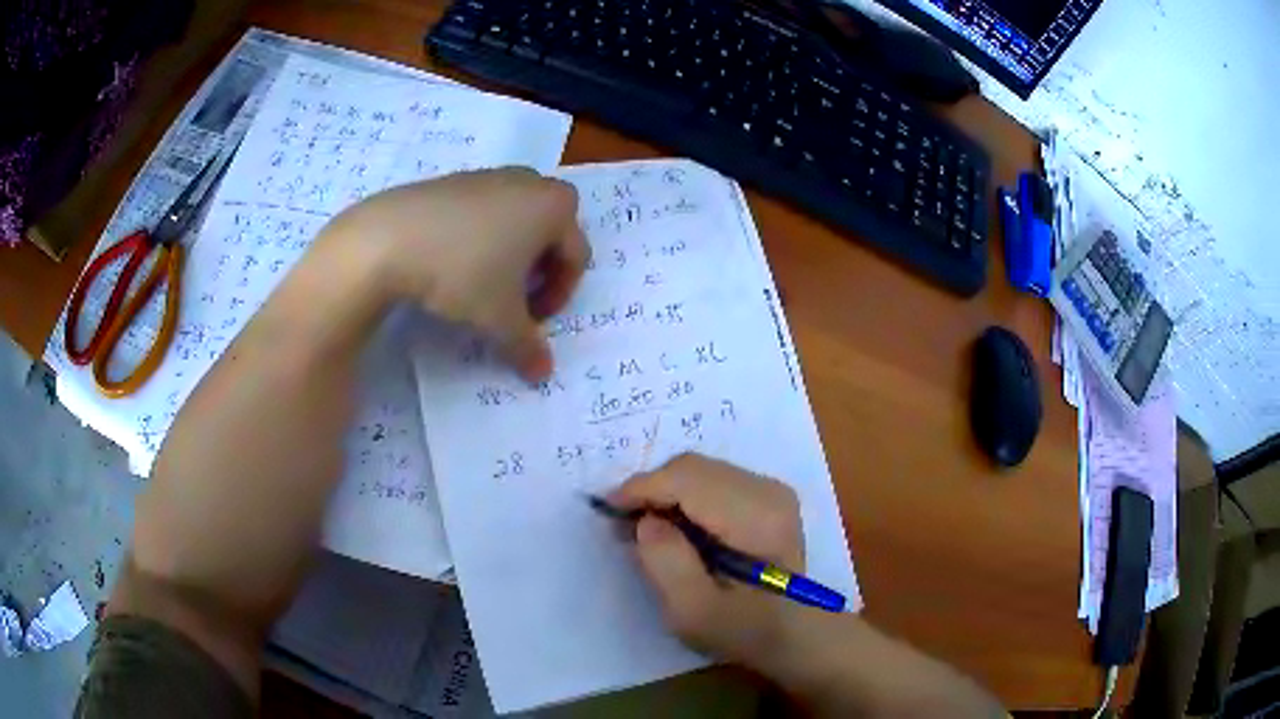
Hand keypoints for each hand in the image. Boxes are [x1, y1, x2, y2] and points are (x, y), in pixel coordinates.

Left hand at [324, 167, 588, 380]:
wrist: (387, 240)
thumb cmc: (461, 273)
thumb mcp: (500, 319)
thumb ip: (528, 346)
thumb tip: (542, 372)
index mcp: (554, 206)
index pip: (575, 256)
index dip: (560, 296)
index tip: (533, 322)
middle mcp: (528, 182)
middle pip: (549, 232)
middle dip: (539, 270)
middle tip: (515, 300)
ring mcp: (487, 176)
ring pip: (515, 219)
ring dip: (510, 254)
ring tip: (482, 283)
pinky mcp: (452, 181)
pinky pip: (481, 211)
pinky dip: (479, 238)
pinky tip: (451, 263)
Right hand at [608, 453, 804, 666]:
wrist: (796, 633)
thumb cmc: (744, 631)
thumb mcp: (694, 613)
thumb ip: (666, 564)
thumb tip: (646, 522)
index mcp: (757, 518)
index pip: (688, 480)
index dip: (642, 488)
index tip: (607, 510)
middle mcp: (768, 491)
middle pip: (693, 468)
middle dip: (651, 490)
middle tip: (622, 526)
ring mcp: (771, 490)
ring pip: (700, 471)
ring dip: (666, 493)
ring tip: (645, 530)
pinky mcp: (767, 497)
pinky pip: (712, 481)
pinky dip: (684, 497)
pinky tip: (675, 529)